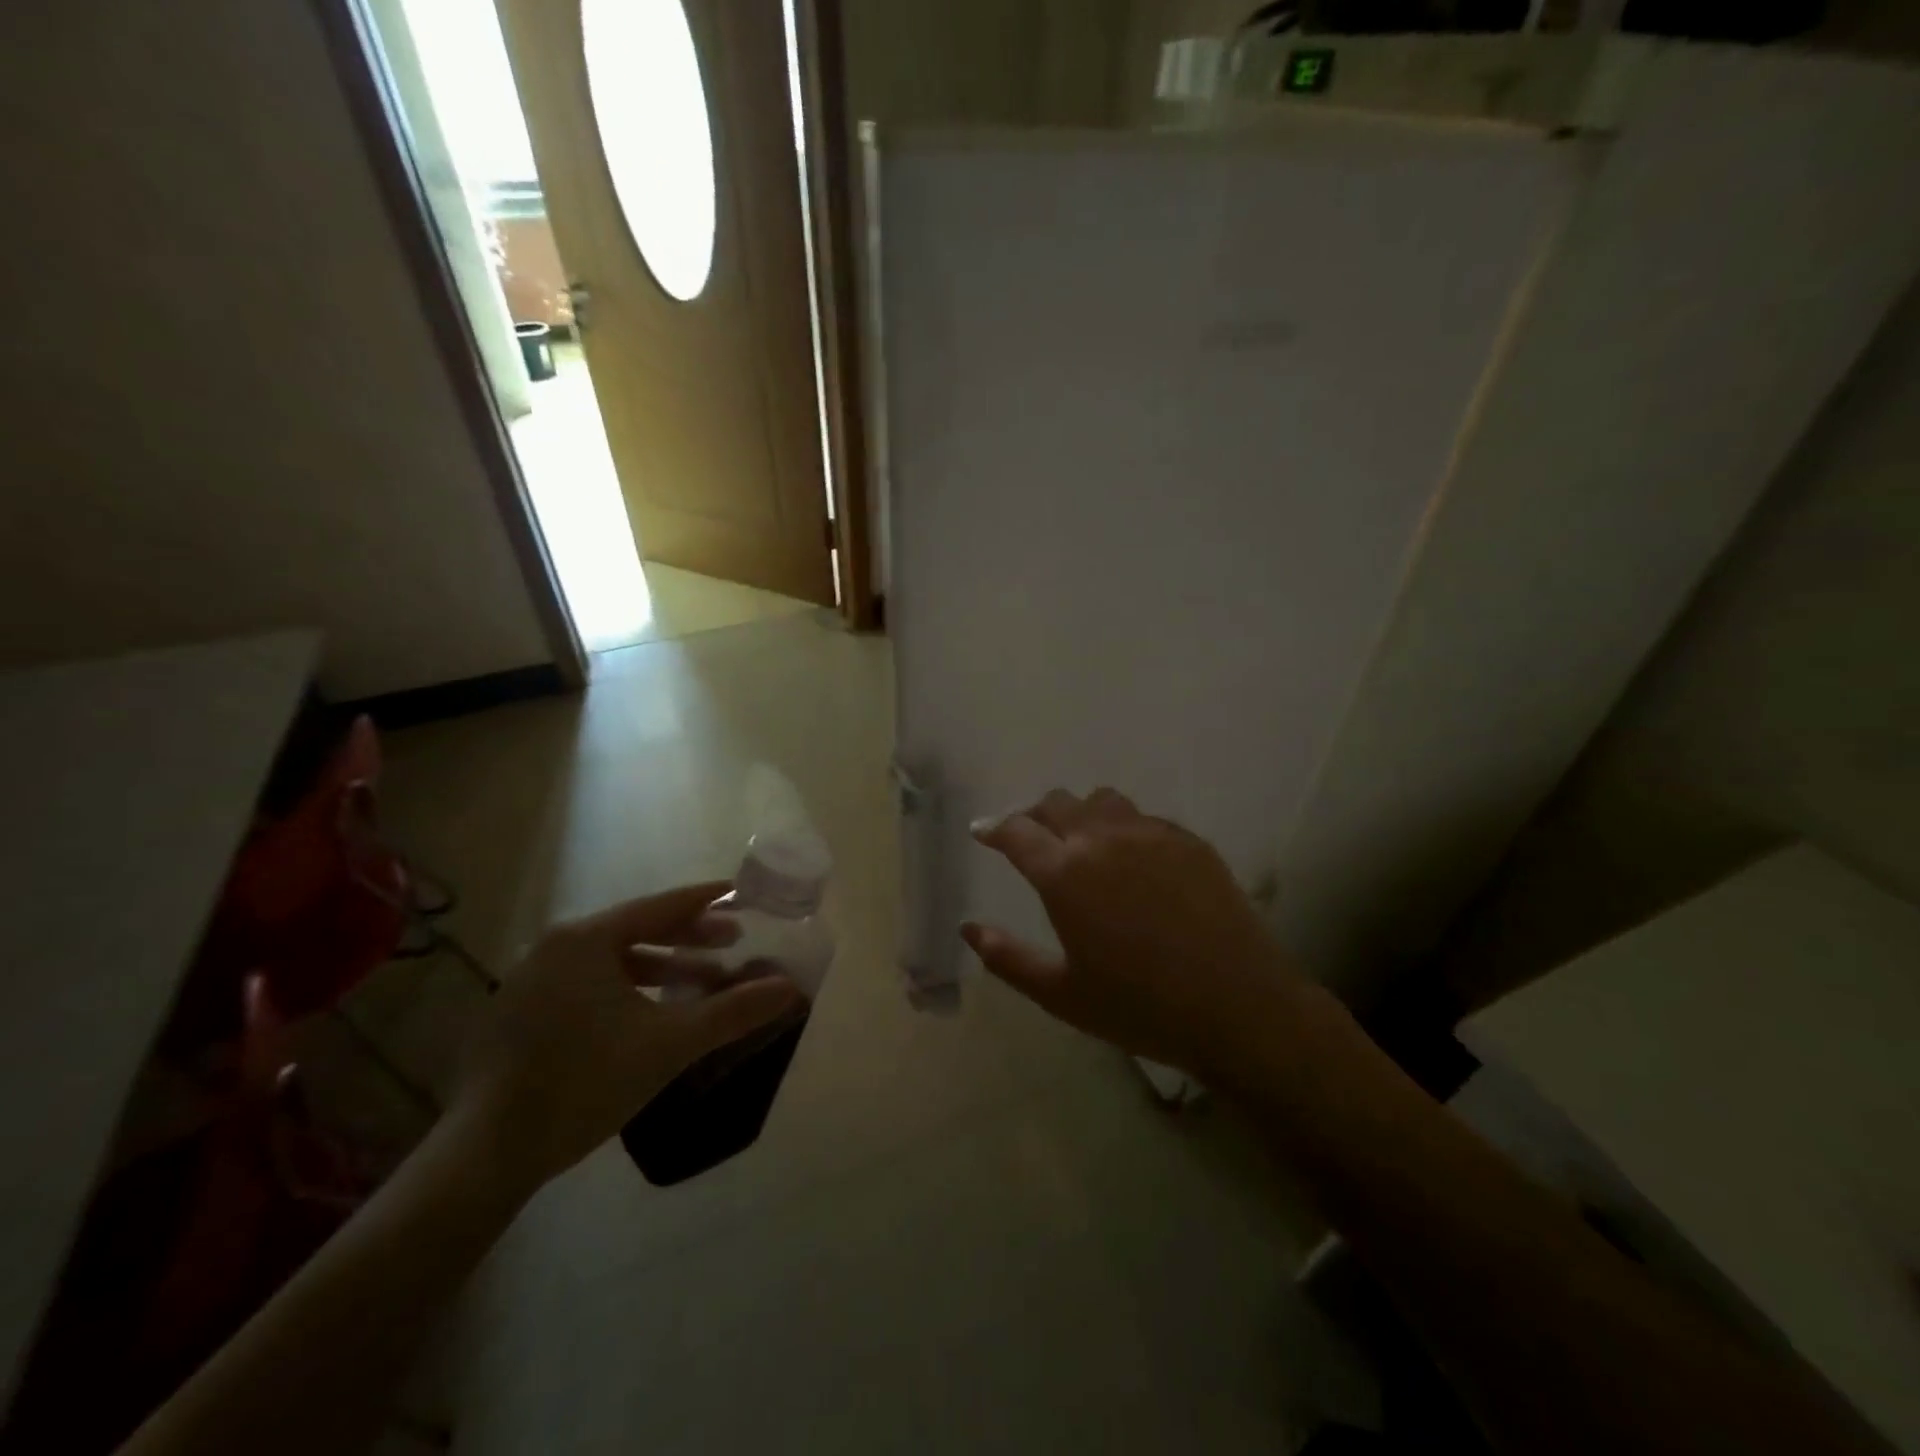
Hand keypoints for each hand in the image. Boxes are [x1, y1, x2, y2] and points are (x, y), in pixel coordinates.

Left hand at [451, 881, 804, 1191]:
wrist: (486, 1156)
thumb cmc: (585, 1083)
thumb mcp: (670, 1044)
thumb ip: (733, 1011)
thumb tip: (791, 988)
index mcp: (585, 939)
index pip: (661, 906)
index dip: (707, 900)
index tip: (742, 894)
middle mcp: (555, 946)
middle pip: (637, 928)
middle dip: (689, 935)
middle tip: (734, 940)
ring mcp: (531, 979)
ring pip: (613, 959)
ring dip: (662, 966)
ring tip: (703, 978)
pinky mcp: (521, 1012)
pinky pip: (589, 982)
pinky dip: (629, 988)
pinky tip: (652, 1012)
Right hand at [963, 789, 1307, 1084]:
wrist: (1239, 1006)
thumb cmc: (1140, 1006)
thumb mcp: (1062, 994)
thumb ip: (1008, 958)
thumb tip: (969, 928)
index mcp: (1065, 873)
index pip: (1016, 831)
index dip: (993, 828)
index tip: (983, 832)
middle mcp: (1103, 839)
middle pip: (1057, 802)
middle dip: (1034, 815)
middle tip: (1030, 837)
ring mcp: (1151, 834)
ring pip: (1102, 800)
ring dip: (1081, 813)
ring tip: (1082, 841)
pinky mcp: (1189, 840)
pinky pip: (1144, 817)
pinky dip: (1124, 827)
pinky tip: (1133, 860)